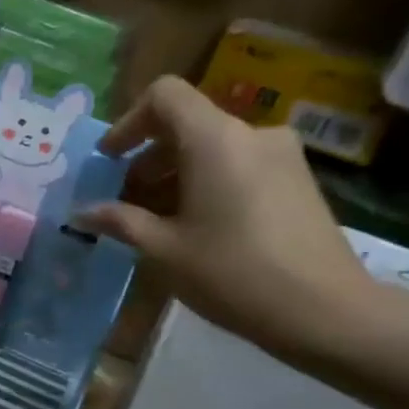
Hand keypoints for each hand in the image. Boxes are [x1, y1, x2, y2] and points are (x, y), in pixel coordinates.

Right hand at [75, 77, 385, 362]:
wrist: (327, 312)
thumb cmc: (232, 273)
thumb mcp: (163, 249)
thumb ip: (119, 221)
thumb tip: (81, 212)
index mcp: (214, 139)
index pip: (164, 95)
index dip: (129, 122)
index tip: (110, 160)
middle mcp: (251, 134)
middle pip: (186, 123)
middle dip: (148, 157)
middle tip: (124, 200)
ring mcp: (282, 156)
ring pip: (213, 147)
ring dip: (176, 173)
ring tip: (156, 219)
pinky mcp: (298, 181)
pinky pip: (239, 164)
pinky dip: (207, 182)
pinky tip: (196, 226)